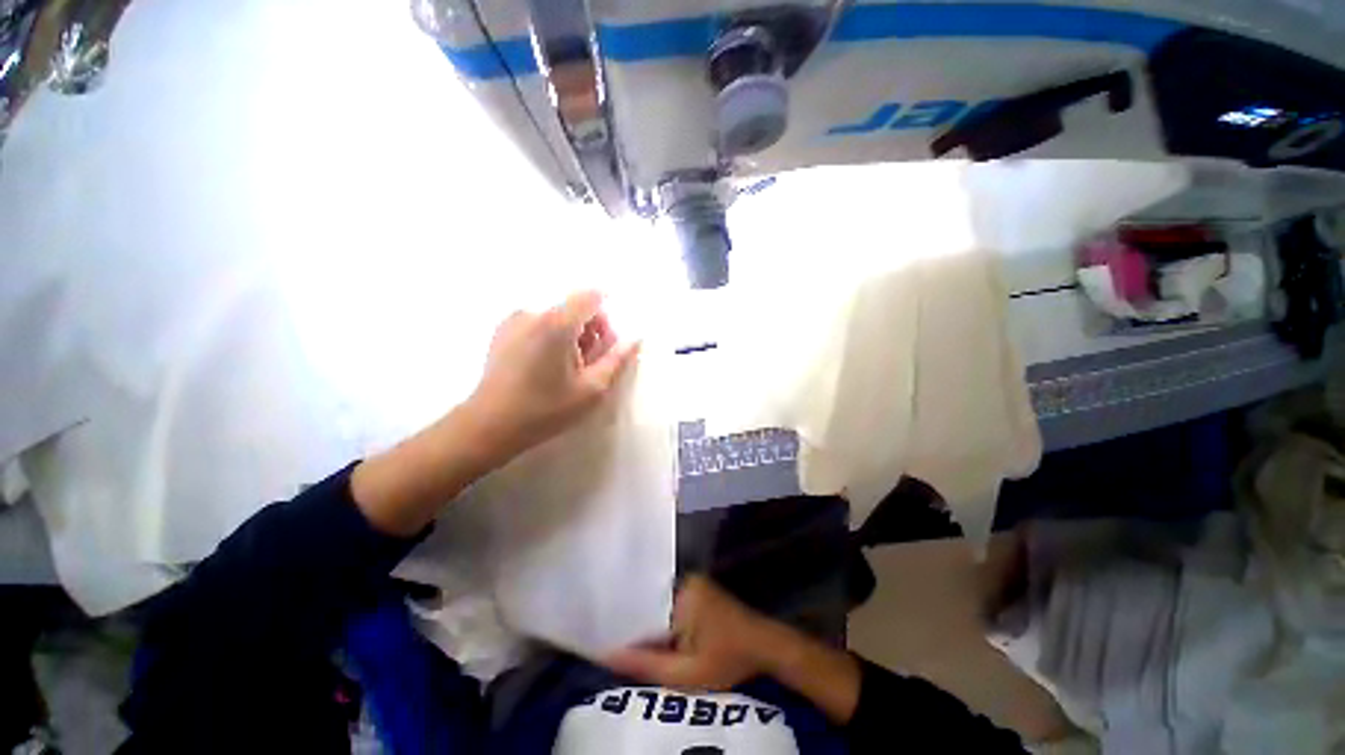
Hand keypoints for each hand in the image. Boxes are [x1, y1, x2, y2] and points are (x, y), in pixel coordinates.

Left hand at [467, 290, 639, 458]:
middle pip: (575, 306)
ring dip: (572, 335)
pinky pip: (539, 323)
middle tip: (590, 363)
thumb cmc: (546, 410)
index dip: (605, 317)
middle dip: (591, 330)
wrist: (489, 426)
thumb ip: (617, 360)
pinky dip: (552, 337)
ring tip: (568, 368)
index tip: (606, 343)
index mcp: (557, 323)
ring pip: (557, 316)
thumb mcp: (592, 389)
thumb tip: (635, 338)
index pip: (591, 297)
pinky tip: (546, 366)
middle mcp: (534, 313)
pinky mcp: (502, 331)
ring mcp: (514, 320)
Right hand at [603, 576, 775, 691]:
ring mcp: (692, 583)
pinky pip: (670, 603)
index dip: (621, 624)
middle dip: (634, 624)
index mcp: (679, 593)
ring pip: (658, 604)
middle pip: (648, 603)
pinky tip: (654, 636)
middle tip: (610, 642)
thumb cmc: (728, 660)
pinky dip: (662, 620)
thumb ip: (647, 665)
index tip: (600, 638)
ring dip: (648, 623)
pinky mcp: (698, 589)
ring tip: (625, 639)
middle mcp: (683, 581)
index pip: (639, 606)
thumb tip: (606, 655)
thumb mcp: (687, 673)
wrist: (766, 646)